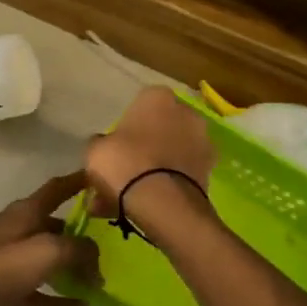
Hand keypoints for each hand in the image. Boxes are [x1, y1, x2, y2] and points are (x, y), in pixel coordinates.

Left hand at [0, 173, 100, 305]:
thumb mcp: (47, 251)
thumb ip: (78, 250)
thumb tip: (96, 260)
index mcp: (26, 212)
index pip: (58, 188)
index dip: (79, 181)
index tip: (102, 178)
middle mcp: (18, 230)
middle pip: (56, 228)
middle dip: (82, 236)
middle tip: (111, 249)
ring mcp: (8, 261)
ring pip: (47, 261)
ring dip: (71, 270)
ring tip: (98, 283)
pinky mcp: (1, 288)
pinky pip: (37, 291)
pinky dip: (56, 299)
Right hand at [85, 87, 215, 220]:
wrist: (163, 202)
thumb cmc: (125, 163)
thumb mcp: (96, 150)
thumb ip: (101, 144)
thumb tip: (105, 147)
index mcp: (158, 97)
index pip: (140, 105)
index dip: (127, 127)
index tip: (116, 147)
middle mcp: (186, 113)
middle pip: (159, 130)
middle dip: (143, 149)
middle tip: (123, 173)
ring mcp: (202, 142)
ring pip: (170, 155)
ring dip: (154, 171)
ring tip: (128, 199)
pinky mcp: (210, 171)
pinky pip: (179, 175)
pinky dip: (165, 187)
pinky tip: (144, 208)